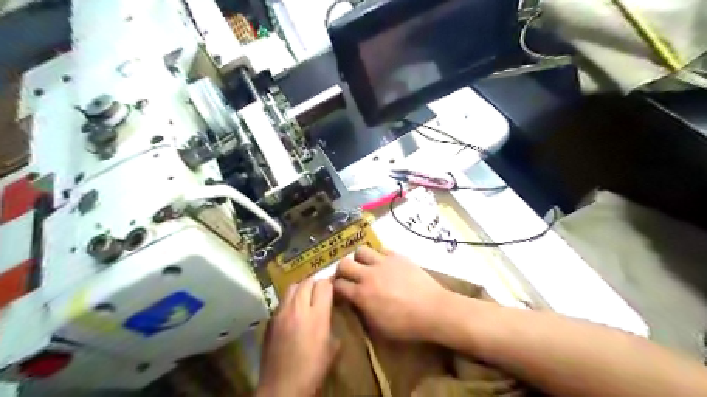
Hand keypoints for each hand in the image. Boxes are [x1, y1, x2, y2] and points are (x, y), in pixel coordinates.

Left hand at [260, 278, 337, 396]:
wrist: (283, 387)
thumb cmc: (313, 370)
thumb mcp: (332, 347)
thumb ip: (330, 324)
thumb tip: (327, 315)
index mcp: (317, 315)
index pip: (324, 285)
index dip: (330, 284)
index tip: (333, 289)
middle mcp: (298, 308)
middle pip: (307, 282)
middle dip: (315, 284)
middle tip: (320, 292)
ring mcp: (281, 313)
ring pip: (292, 288)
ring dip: (301, 289)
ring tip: (305, 298)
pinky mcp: (270, 320)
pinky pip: (282, 302)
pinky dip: (290, 301)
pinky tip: (293, 314)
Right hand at [333, 244, 445, 340]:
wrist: (433, 310)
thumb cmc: (406, 325)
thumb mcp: (379, 327)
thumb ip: (362, 312)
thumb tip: (355, 302)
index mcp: (362, 295)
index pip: (338, 285)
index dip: (335, 287)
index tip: (339, 289)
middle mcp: (368, 275)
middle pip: (343, 263)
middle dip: (342, 270)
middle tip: (348, 275)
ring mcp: (383, 263)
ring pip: (360, 250)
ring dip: (359, 258)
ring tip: (366, 265)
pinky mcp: (397, 256)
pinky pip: (381, 250)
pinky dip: (379, 256)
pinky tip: (385, 264)